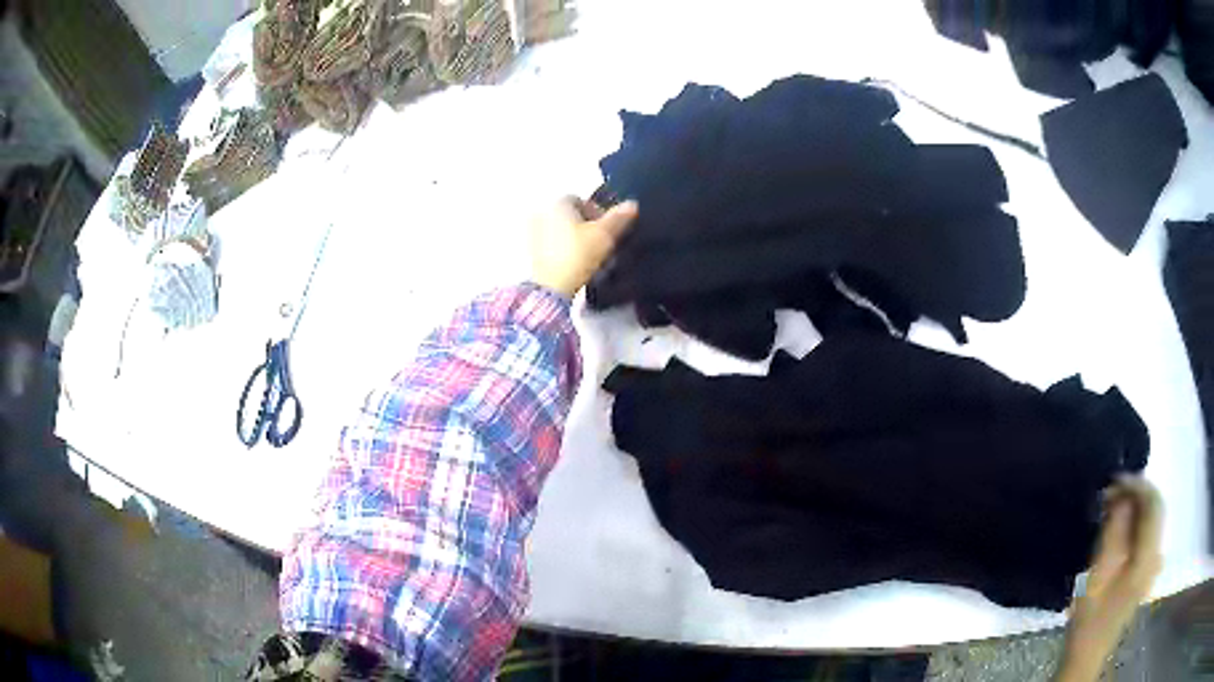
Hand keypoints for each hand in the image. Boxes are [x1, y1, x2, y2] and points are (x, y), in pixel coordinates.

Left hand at [530, 197, 637, 297]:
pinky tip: (575, 264)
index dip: (597, 212)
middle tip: (600, 243)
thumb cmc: (579, 254)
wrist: (552, 288)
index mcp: (557, 203)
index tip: (607, 230)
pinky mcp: (532, 253)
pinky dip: (564, 250)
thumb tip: (632, 204)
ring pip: (560, 231)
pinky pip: (552, 245)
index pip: (580, 200)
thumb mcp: (605, 234)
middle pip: (569, 215)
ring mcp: (534, 233)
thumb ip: (619, 218)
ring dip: (575, 239)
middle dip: (585, 226)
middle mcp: (542, 212)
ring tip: (590, 256)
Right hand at [1057, 477, 1162, 681]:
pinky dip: (1138, 523)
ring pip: (1153, 520)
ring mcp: (1154, 564)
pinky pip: (1149, 534)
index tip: (1114, 480)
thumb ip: (1114, 532)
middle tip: (1112, 493)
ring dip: (1137, 508)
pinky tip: (1123, 527)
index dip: (1137, 485)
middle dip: (1137, 494)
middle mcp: (1157, 554)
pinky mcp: (1149, 571)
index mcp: (1148, 557)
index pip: (1153, 503)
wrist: (1088, 654)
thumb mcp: (1097, 575)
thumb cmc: (1090, 617)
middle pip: (1156, 508)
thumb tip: (1122, 497)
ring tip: (1114, 507)